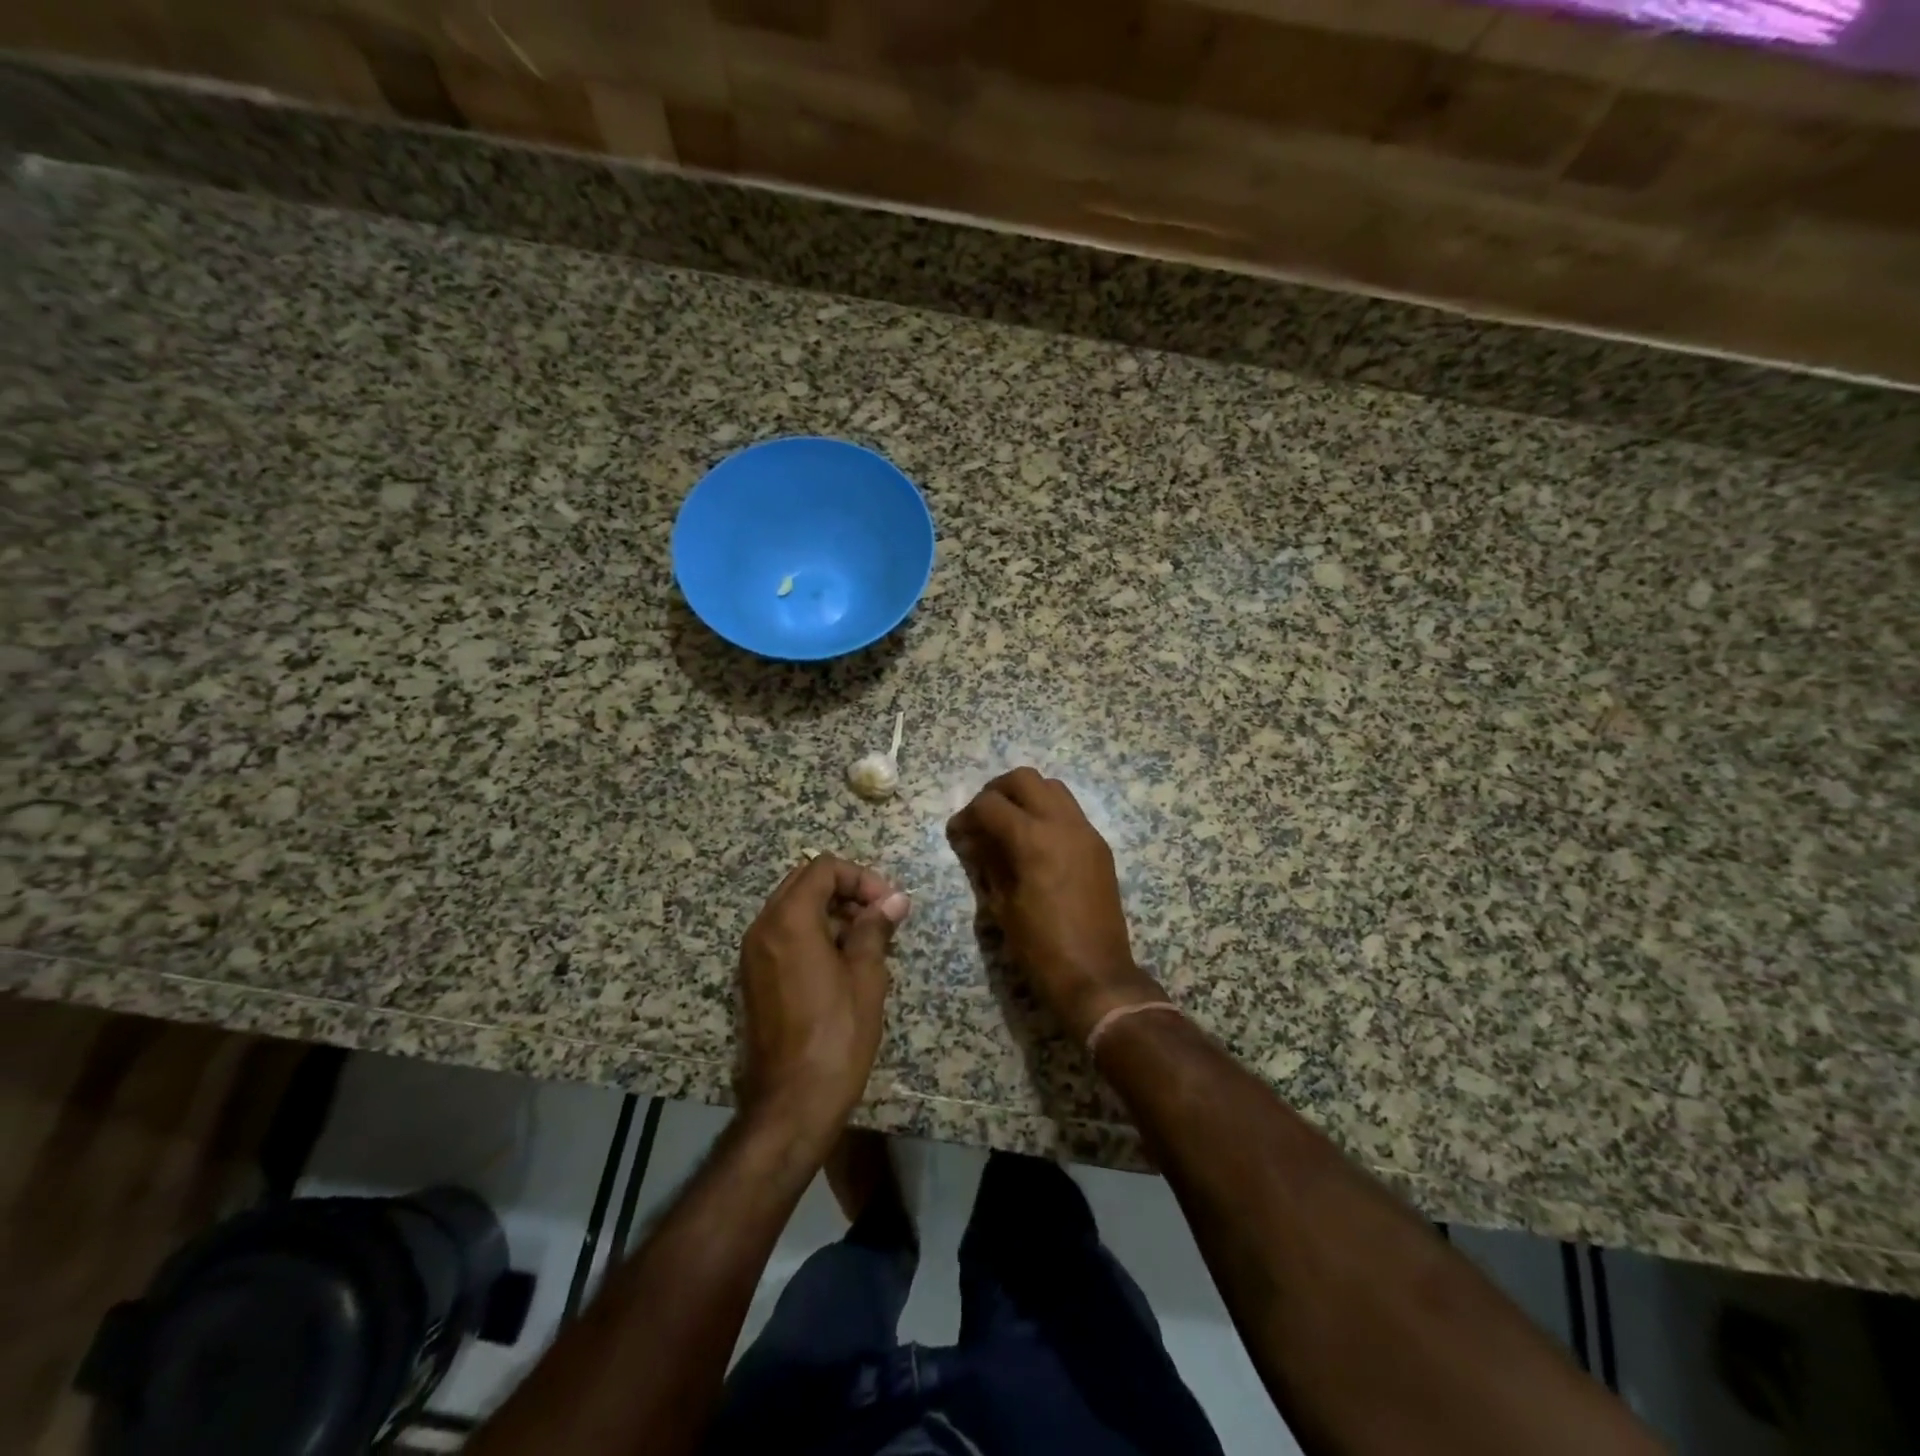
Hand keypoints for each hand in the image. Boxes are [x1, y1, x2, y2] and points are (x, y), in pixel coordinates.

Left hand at [736, 855, 909, 1138]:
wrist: (793, 1102)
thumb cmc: (837, 1034)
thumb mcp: (866, 976)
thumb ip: (876, 928)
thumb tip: (895, 900)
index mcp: (788, 920)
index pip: (823, 869)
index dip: (861, 878)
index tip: (889, 905)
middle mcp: (763, 928)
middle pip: (804, 883)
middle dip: (845, 891)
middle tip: (879, 917)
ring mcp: (753, 955)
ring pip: (793, 909)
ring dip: (831, 913)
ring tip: (868, 942)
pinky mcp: (754, 979)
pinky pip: (785, 936)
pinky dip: (814, 934)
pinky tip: (843, 963)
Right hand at [946, 768, 1165, 1040]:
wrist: (1096, 975)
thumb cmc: (1040, 947)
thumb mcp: (1002, 906)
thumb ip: (987, 862)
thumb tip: (973, 839)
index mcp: (1033, 839)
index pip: (989, 804)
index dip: (966, 815)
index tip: (957, 833)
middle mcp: (1062, 824)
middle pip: (1024, 779)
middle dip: (996, 791)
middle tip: (982, 817)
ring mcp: (1086, 832)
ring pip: (1052, 787)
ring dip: (1026, 796)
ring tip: (1009, 824)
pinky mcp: (1099, 846)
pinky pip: (1070, 811)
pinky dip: (1048, 812)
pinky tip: (1035, 841)